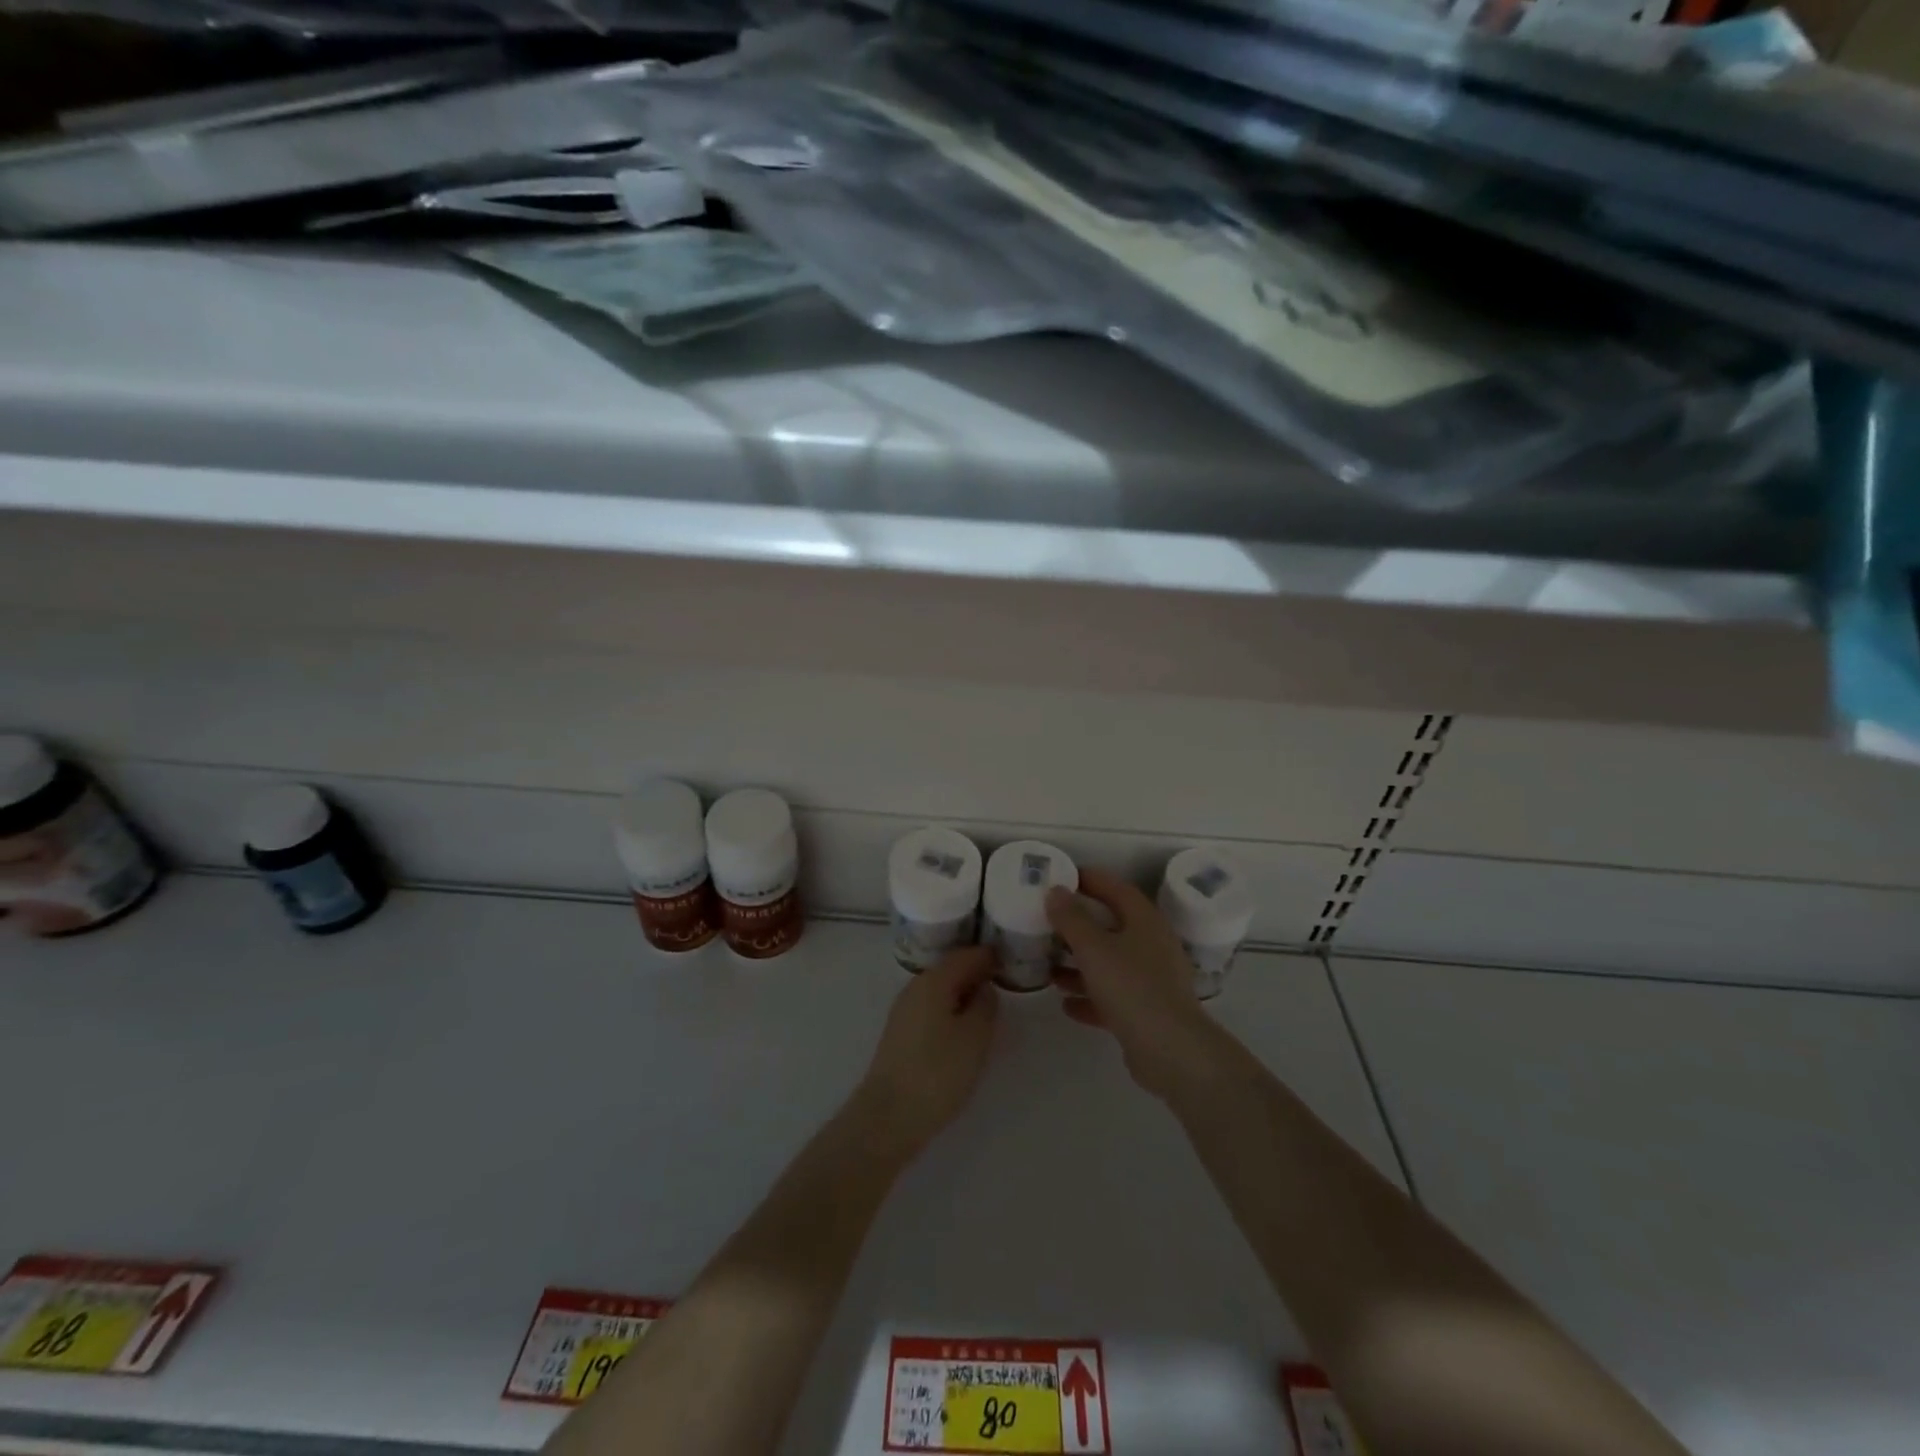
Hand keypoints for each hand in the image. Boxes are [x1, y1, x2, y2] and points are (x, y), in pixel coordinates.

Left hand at [852, 945, 999, 1156]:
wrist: (889, 1117)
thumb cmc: (938, 1072)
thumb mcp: (975, 1037)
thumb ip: (985, 1005)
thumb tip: (984, 988)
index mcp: (934, 980)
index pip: (966, 955)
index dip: (989, 955)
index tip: (1010, 958)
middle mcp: (915, 987)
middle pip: (950, 969)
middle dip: (976, 972)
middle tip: (1004, 981)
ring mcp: (904, 1010)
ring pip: (940, 990)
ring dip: (963, 992)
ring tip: (988, 1006)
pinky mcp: (901, 1033)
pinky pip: (932, 1008)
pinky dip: (951, 1009)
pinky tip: (964, 1027)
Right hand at [1047, 868, 1222, 1099]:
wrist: (1171, 1051)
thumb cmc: (1132, 987)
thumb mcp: (1094, 948)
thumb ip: (1071, 919)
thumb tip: (1056, 891)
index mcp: (1145, 921)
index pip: (1116, 888)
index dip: (1090, 879)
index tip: (1061, 877)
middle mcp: (1152, 945)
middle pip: (1111, 927)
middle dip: (1078, 926)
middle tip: (1047, 923)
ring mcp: (1152, 980)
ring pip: (1109, 964)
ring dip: (1079, 965)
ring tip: (1049, 967)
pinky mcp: (1146, 1012)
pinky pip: (1112, 997)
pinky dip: (1090, 997)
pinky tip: (1065, 1004)